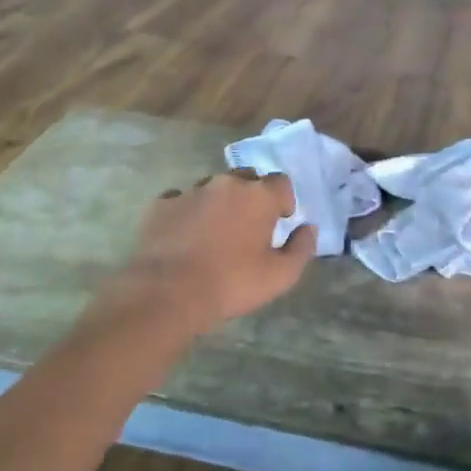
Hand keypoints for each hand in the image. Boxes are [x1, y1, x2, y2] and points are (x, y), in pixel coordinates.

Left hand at [112, 170, 315, 333]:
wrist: (167, 293)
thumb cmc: (231, 283)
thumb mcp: (279, 276)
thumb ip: (301, 248)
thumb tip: (308, 228)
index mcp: (259, 196)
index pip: (281, 182)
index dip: (284, 200)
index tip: (280, 221)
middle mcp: (226, 183)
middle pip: (247, 178)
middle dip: (252, 196)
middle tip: (249, 226)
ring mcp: (191, 191)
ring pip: (213, 187)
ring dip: (219, 202)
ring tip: (214, 232)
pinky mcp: (162, 204)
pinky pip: (181, 200)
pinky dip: (187, 212)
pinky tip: (184, 236)